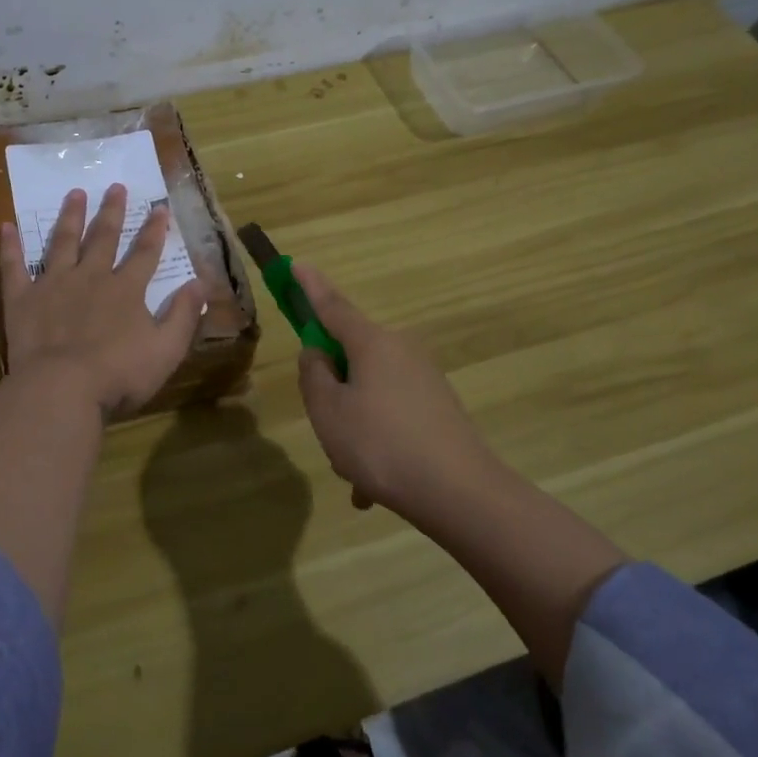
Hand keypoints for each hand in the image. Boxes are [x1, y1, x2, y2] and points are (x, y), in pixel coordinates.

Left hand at [0, 183, 206, 417]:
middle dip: (112, 212)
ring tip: (75, 193)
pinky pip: (14, 267)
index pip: (145, 253)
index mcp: (126, 290)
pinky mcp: (22, 299)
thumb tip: (201, 283)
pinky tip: (6, 226)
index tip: (159, 207)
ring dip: (70, 216)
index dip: (154, 230)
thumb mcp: (166, 349)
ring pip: (63, 242)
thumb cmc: (119, 374)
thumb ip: (184, 315)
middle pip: (104, 238)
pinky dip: (10, 246)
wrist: (62, 388)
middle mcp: (91, 277)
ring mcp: (54, 284)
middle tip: (115, 186)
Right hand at [294, 263, 502, 523]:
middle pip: (351, 357)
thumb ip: (313, 375)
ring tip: (354, 474)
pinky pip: (392, 417)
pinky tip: (372, 490)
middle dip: (333, 391)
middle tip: (327, 430)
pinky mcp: (438, 407)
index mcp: (372, 343)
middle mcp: (401, 350)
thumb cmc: (381, 445)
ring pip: (370, 394)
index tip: (296, 264)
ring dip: (354, 426)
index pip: (332, 306)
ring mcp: (424, 378)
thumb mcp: (329, 412)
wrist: (461, 492)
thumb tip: (318, 354)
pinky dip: (377, 443)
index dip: (310, 287)